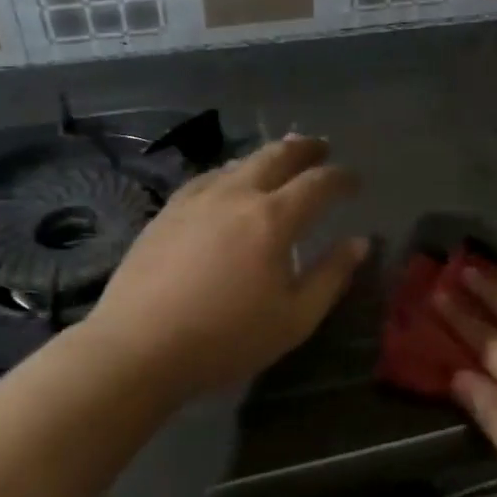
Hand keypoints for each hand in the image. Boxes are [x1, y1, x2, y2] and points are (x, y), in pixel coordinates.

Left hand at [82, 135, 367, 403]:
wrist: (137, 348)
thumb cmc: (225, 339)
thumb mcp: (294, 319)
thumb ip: (331, 276)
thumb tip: (359, 242)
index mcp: (273, 219)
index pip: (318, 183)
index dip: (341, 178)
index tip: (355, 181)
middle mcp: (237, 195)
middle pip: (277, 156)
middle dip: (305, 149)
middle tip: (321, 148)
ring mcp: (198, 199)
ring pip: (240, 162)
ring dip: (268, 156)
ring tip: (281, 158)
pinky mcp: (169, 211)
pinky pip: (209, 177)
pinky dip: (232, 171)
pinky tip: (229, 180)